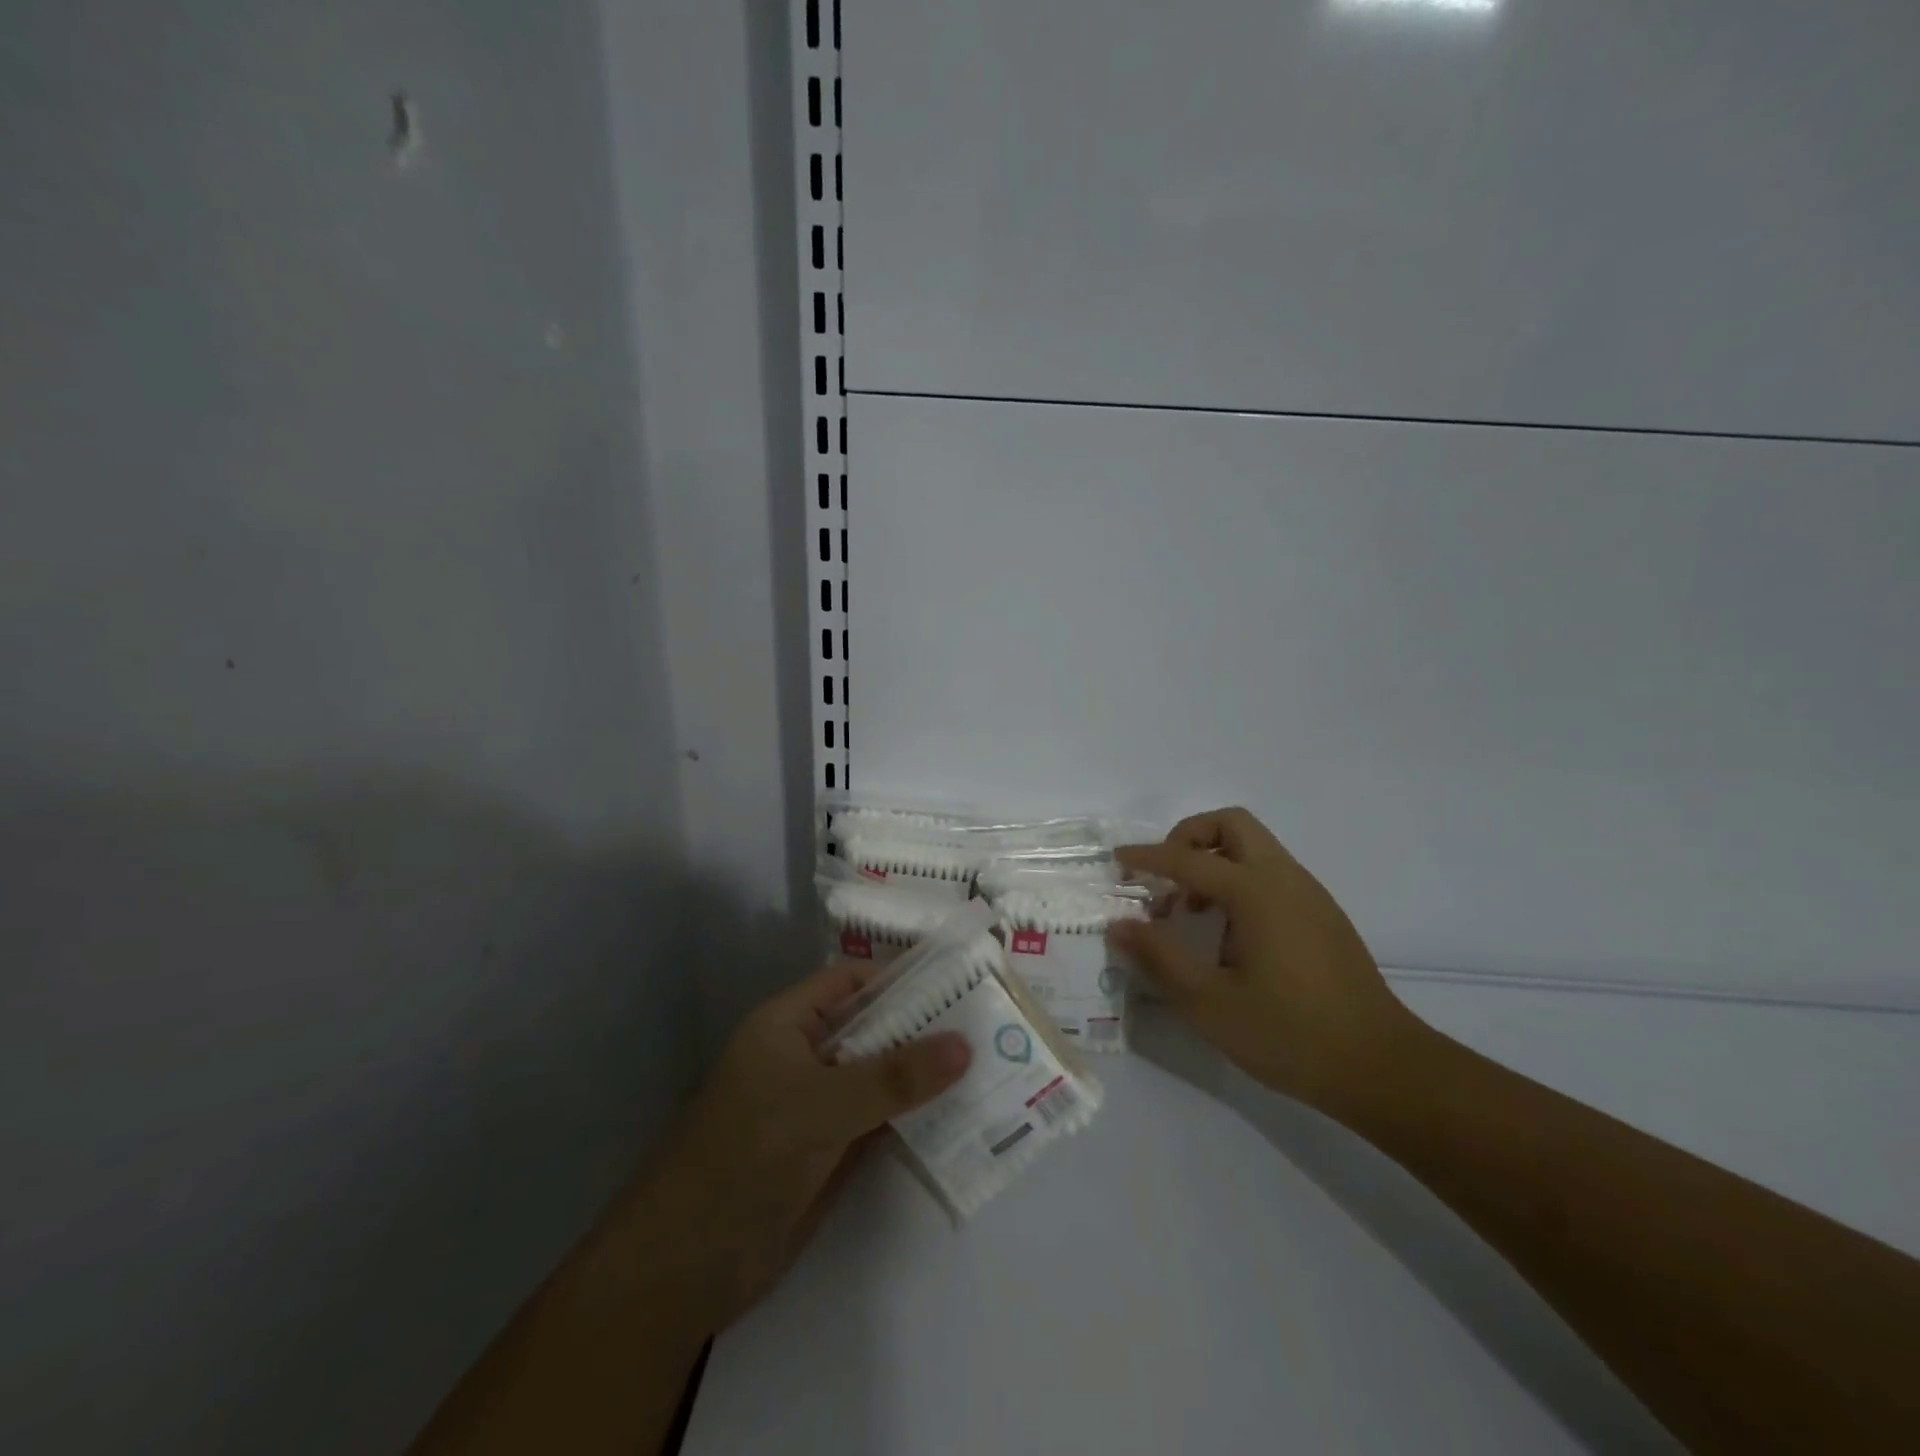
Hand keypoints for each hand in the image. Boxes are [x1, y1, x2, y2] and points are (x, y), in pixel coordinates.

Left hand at [639, 960, 971, 1329]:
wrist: (687, 1267)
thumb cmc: (747, 1156)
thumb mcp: (823, 1105)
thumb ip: (895, 1077)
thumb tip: (965, 1044)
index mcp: (788, 1024)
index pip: (851, 982)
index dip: (901, 977)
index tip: (959, 979)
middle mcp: (805, 1056)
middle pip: (872, 1028)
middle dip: (923, 1026)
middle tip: (989, 1023)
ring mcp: (817, 1105)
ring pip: (879, 1076)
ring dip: (923, 1074)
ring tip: (990, 1063)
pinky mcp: (829, 1151)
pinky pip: (879, 1119)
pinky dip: (914, 1115)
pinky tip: (961, 1114)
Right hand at [1111, 807, 1419, 1113]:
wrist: (1381, 1067)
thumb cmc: (1289, 1034)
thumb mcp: (1209, 1002)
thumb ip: (1160, 957)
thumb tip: (1119, 924)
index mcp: (1256, 892)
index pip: (1188, 859)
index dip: (1147, 857)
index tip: (1118, 860)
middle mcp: (1284, 879)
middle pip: (1231, 824)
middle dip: (1189, 837)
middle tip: (1165, 877)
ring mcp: (1309, 894)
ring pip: (1254, 847)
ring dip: (1213, 861)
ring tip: (1189, 911)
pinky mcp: (1323, 915)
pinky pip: (1271, 873)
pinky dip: (1238, 880)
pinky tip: (1227, 932)